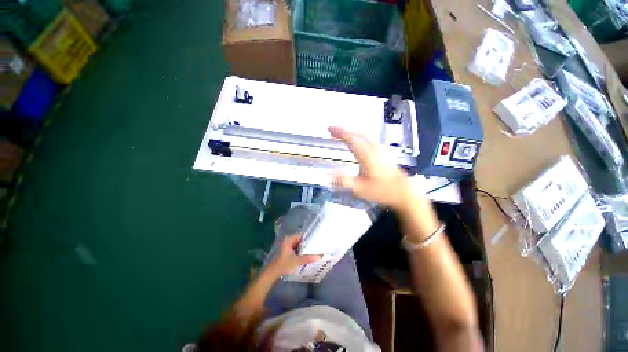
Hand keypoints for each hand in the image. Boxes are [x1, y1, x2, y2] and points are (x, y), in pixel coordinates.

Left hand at [266, 235, 320, 277]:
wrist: (272, 273)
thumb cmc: (283, 264)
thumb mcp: (296, 261)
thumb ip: (307, 258)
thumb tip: (319, 256)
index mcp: (289, 239)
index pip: (301, 235)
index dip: (308, 237)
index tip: (316, 240)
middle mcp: (288, 241)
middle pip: (300, 240)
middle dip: (307, 243)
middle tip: (316, 245)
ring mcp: (287, 246)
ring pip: (299, 244)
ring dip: (304, 248)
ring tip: (314, 250)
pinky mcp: (287, 251)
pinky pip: (296, 248)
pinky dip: (301, 251)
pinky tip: (307, 254)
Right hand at [329, 126, 415, 209]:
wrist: (403, 193)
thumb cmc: (381, 190)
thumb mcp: (359, 188)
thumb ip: (342, 181)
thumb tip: (327, 176)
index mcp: (366, 154)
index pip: (350, 138)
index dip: (339, 132)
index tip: (329, 128)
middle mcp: (374, 148)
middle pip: (357, 135)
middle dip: (344, 131)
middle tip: (332, 131)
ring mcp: (380, 150)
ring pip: (363, 137)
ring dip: (351, 135)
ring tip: (341, 136)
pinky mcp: (384, 153)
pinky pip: (368, 141)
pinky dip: (359, 139)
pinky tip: (357, 144)